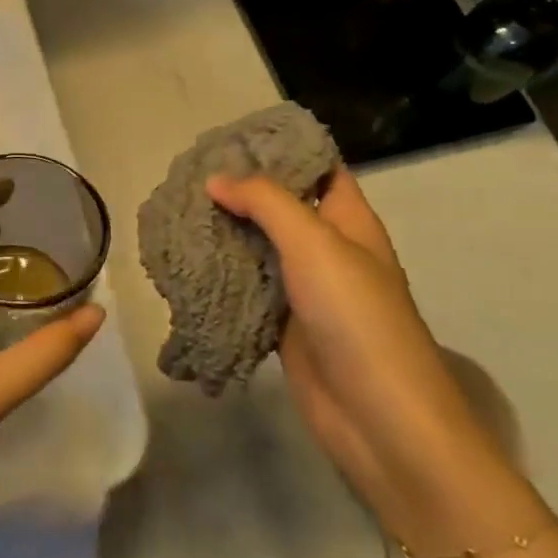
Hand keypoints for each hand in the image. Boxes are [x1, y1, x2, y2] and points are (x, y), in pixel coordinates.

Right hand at [206, 170, 519, 544]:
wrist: (379, 420)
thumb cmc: (357, 318)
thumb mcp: (315, 244)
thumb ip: (266, 202)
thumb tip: (216, 179)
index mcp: (349, 222)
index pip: (319, 168)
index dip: (283, 149)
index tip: (233, 138)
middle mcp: (328, 250)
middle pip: (282, 206)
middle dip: (241, 189)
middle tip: (189, 171)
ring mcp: (305, 289)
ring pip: (259, 246)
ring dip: (225, 229)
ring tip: (179, 207)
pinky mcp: (282, 324)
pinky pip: (246, 286)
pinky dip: (220, 271)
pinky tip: (186, 257)